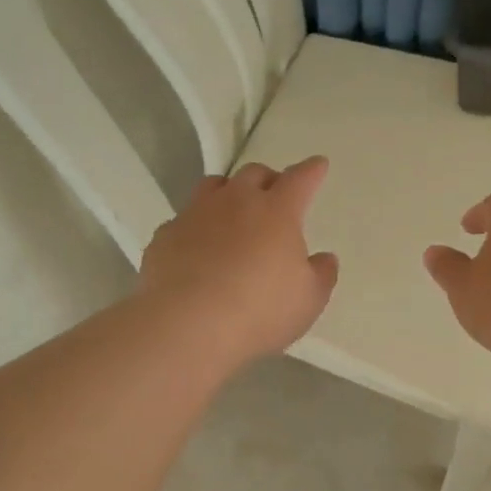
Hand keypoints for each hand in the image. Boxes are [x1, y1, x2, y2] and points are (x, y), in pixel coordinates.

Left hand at [139, 156, 339, 367]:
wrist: (188, 325)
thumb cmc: (260, 311)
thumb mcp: (308, 300)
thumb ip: (321, 274)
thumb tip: (324, 258)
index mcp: (277, 211)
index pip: (300, 179)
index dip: (311, 171)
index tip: (318, 165)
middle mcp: (235, 201)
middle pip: (254, 174)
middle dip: (268, 180)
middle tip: (274, 196)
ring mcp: (195, 215)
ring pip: (214, 186)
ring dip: (228, 193)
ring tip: (233, 212)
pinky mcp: (165, 236)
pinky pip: (184, 220)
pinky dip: (196, 227)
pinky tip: (197, 249)